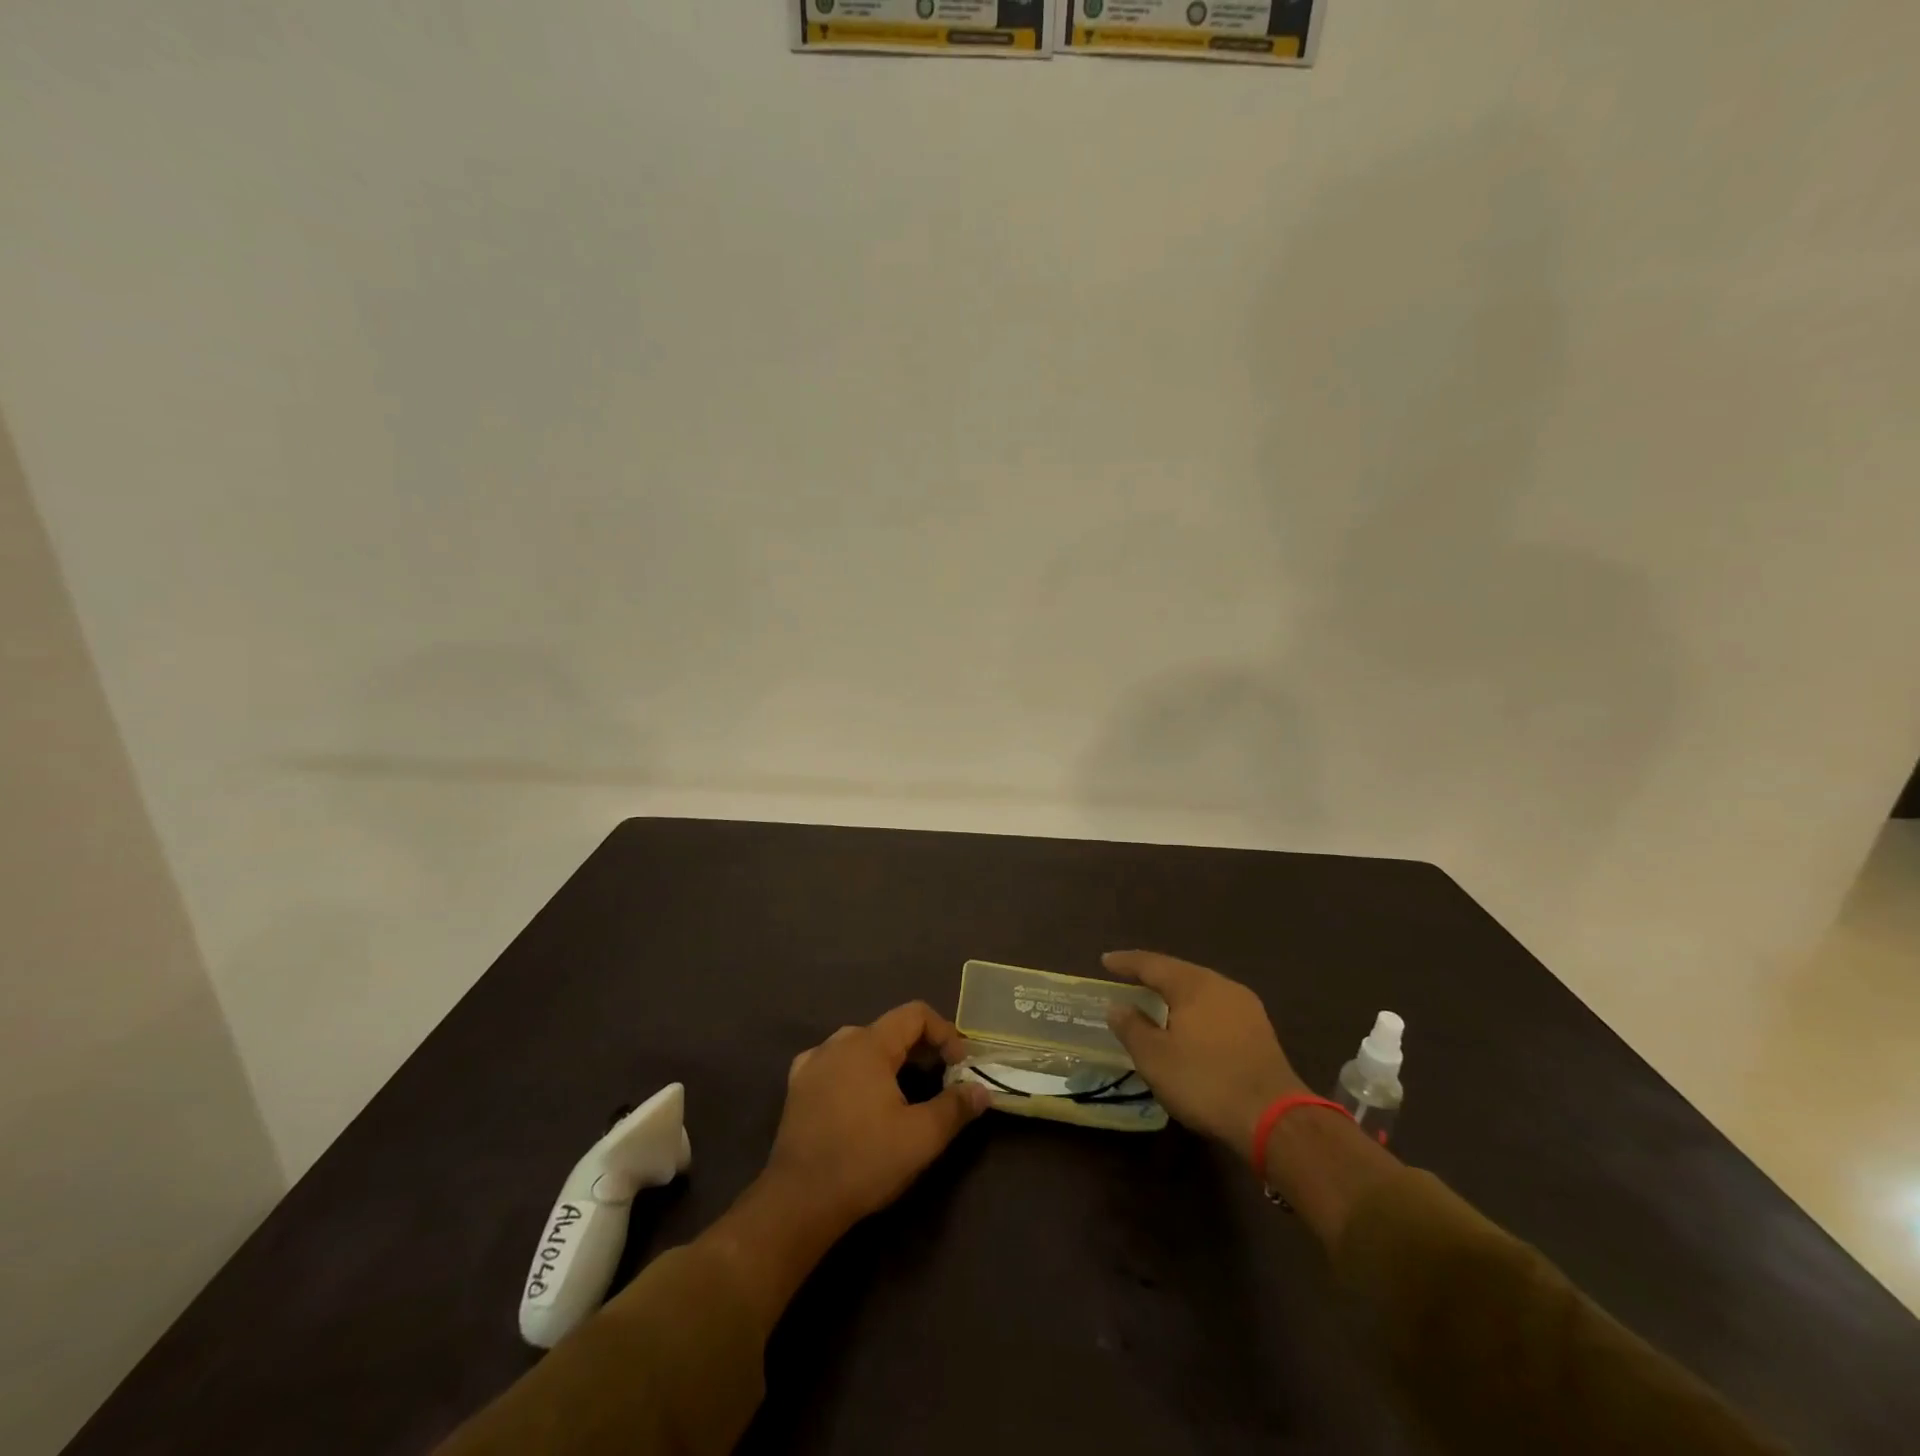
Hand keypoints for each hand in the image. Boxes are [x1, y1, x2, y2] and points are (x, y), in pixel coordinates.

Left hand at [764, 1002, 990, 1233]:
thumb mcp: (921, 1137)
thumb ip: (955, 1107)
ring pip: (861, 1045)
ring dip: (888, 1060)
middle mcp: (839, 1041)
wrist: (798, 1201)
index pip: (915, 1014)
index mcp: (869, 1044)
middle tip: (939, 1079)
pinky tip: (859, 1098)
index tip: (958, 1066)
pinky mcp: (797, 1086)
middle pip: (889, 1029)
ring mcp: (813, 1062)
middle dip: (919, 1048)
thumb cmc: (864, 1161)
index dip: (944, 1032)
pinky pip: (835, 1063)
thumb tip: (982, 1090)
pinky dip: (856, 1072)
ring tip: (903, 1091)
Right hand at [1103, 950, 1308, 1162]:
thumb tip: (1117, 1006)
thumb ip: (1132, 1028)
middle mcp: (1220, 985)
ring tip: (1157, 999)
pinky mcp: (1260, 1030)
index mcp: (1192, 984)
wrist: (1274, 1118)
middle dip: (1153, 974)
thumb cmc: (1205, 1081)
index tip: (1105, 961)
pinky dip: (1196, 1010)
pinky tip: (1190, 1024)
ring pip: (1201, 990)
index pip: (1152, 964)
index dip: (1126, 962)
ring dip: (1176, 993)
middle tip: (1130, 977)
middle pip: (1179, 972)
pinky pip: (1217, 1008)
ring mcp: (1245, 1007)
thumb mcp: (1155, 1058)